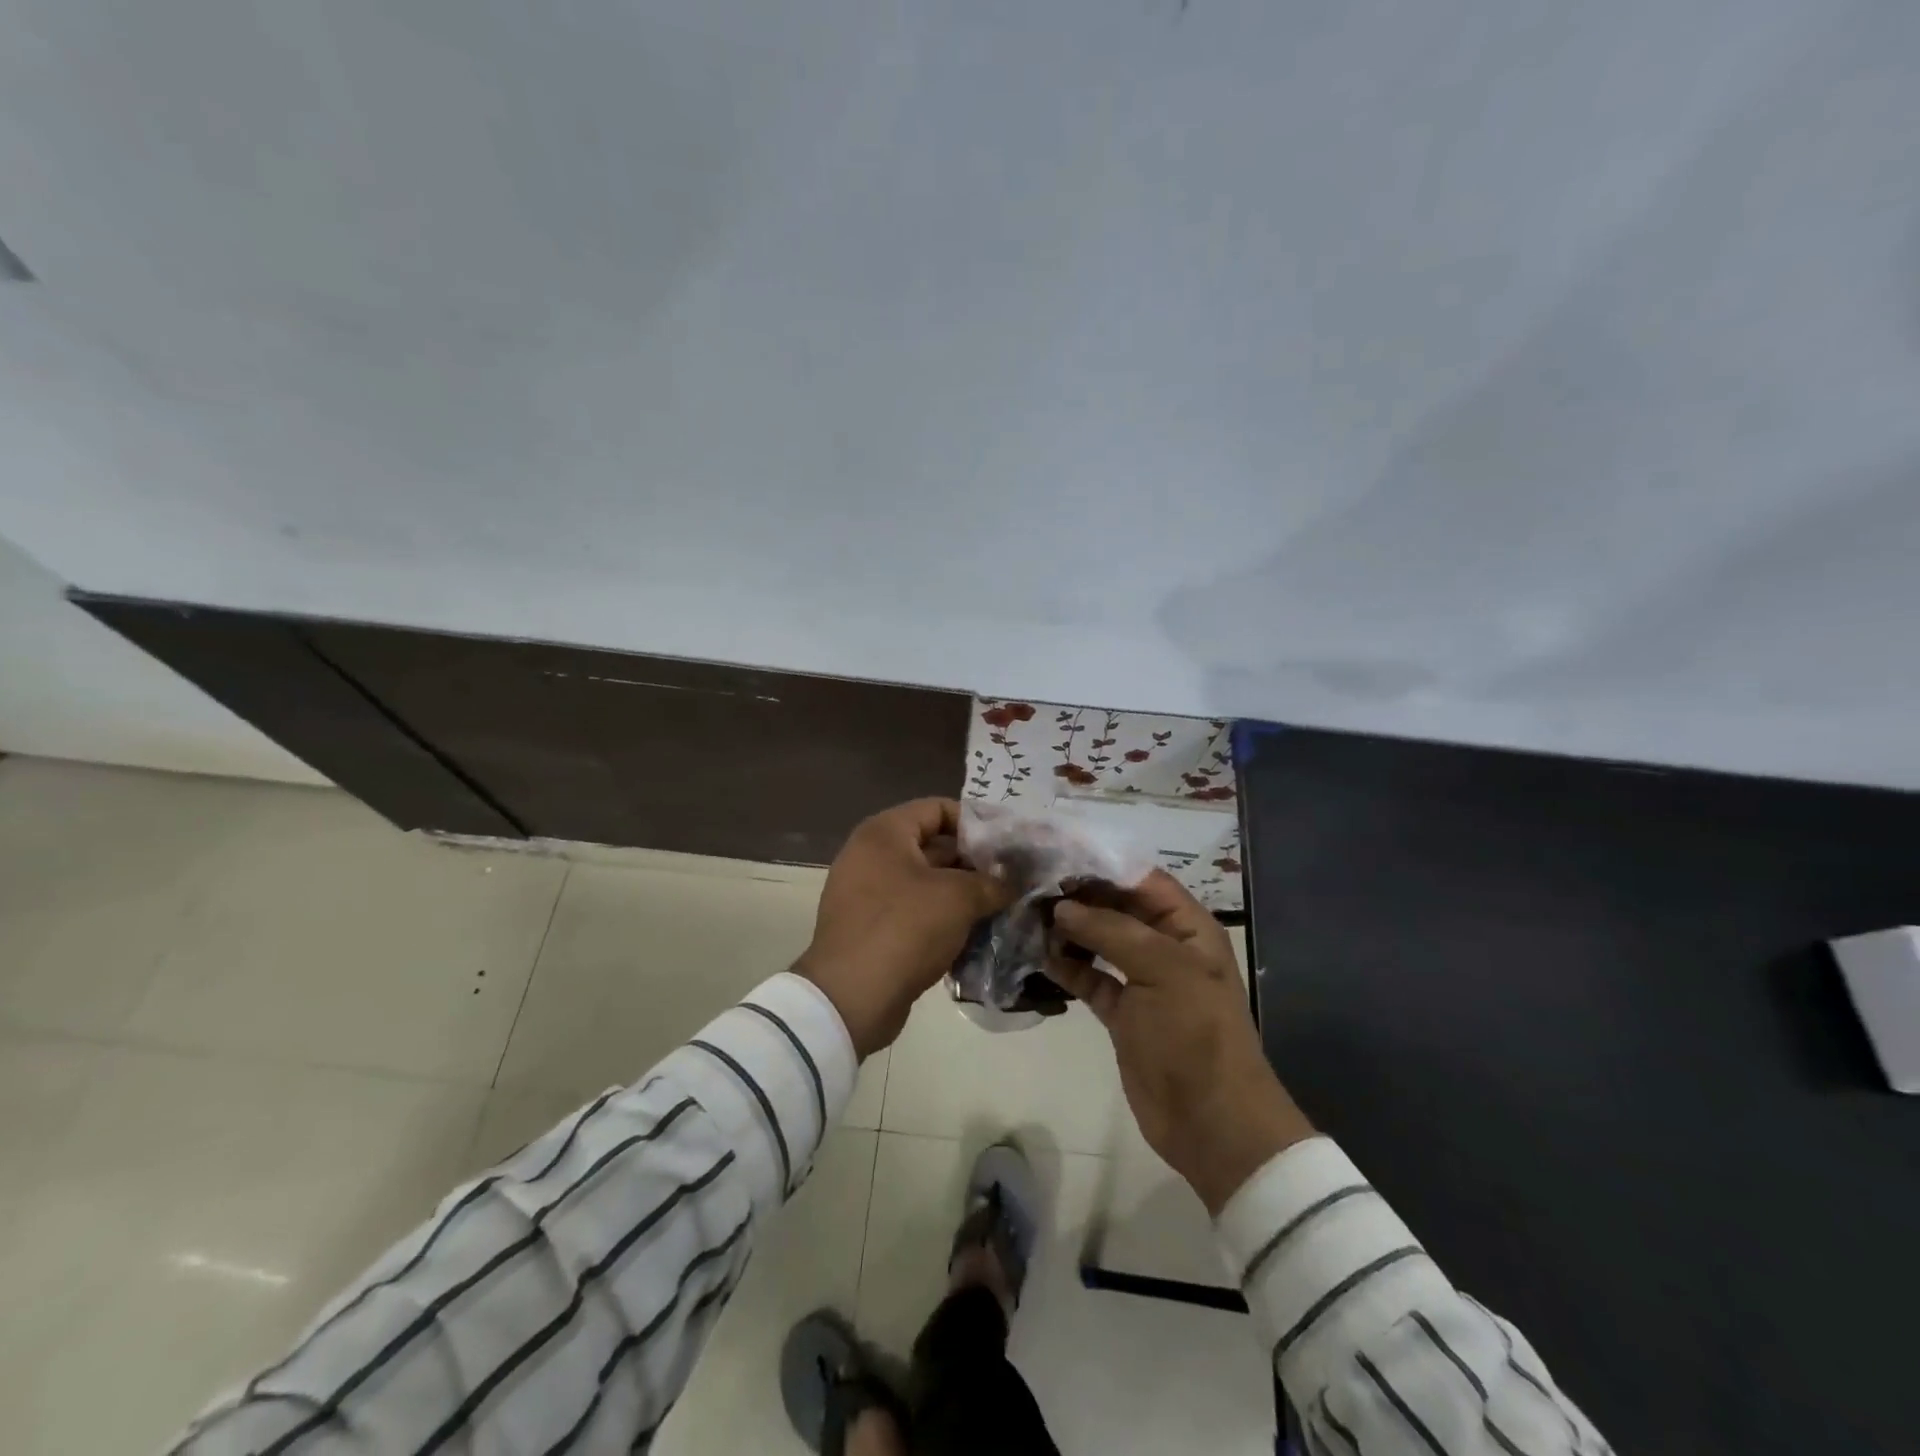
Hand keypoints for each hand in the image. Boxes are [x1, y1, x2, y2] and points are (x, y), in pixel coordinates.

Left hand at [796, 799, 1011, 1058]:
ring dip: (961, 894)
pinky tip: (975, 934)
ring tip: (1001, 906)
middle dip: (973, 862)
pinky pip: (913, 912)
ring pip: (925, 883)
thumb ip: (991, 883)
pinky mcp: (870, 928)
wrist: (851, 998)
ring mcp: (866, 893)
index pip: (937, 808)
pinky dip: (941, 919)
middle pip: (932, 845)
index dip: (976, 821)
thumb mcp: (958, 898)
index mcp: (884, 833)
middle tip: (1012, 878)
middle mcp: (870, 855)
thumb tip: (1012, 883)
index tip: (1008, 842)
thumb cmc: (905, 929)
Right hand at [1048, 871, 1314, 1214]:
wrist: (1211, 1121)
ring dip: (1068, 929)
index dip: (1102, 865)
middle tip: (1030, 884)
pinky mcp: (1121, 1012)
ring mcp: (1141, 980)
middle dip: (1078, 896)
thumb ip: (1112, 931)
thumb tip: (1062, 908)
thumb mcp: (1163, 970)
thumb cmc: (1195, 1033)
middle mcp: (1164, 946)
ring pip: (1099, 940)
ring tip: (1027, 915)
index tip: (1056, 854)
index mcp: (1187, 927)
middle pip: (1116, 907)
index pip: (1141, 880)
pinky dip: (1067, 965)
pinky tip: (1037, 954)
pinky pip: (1090, 977)